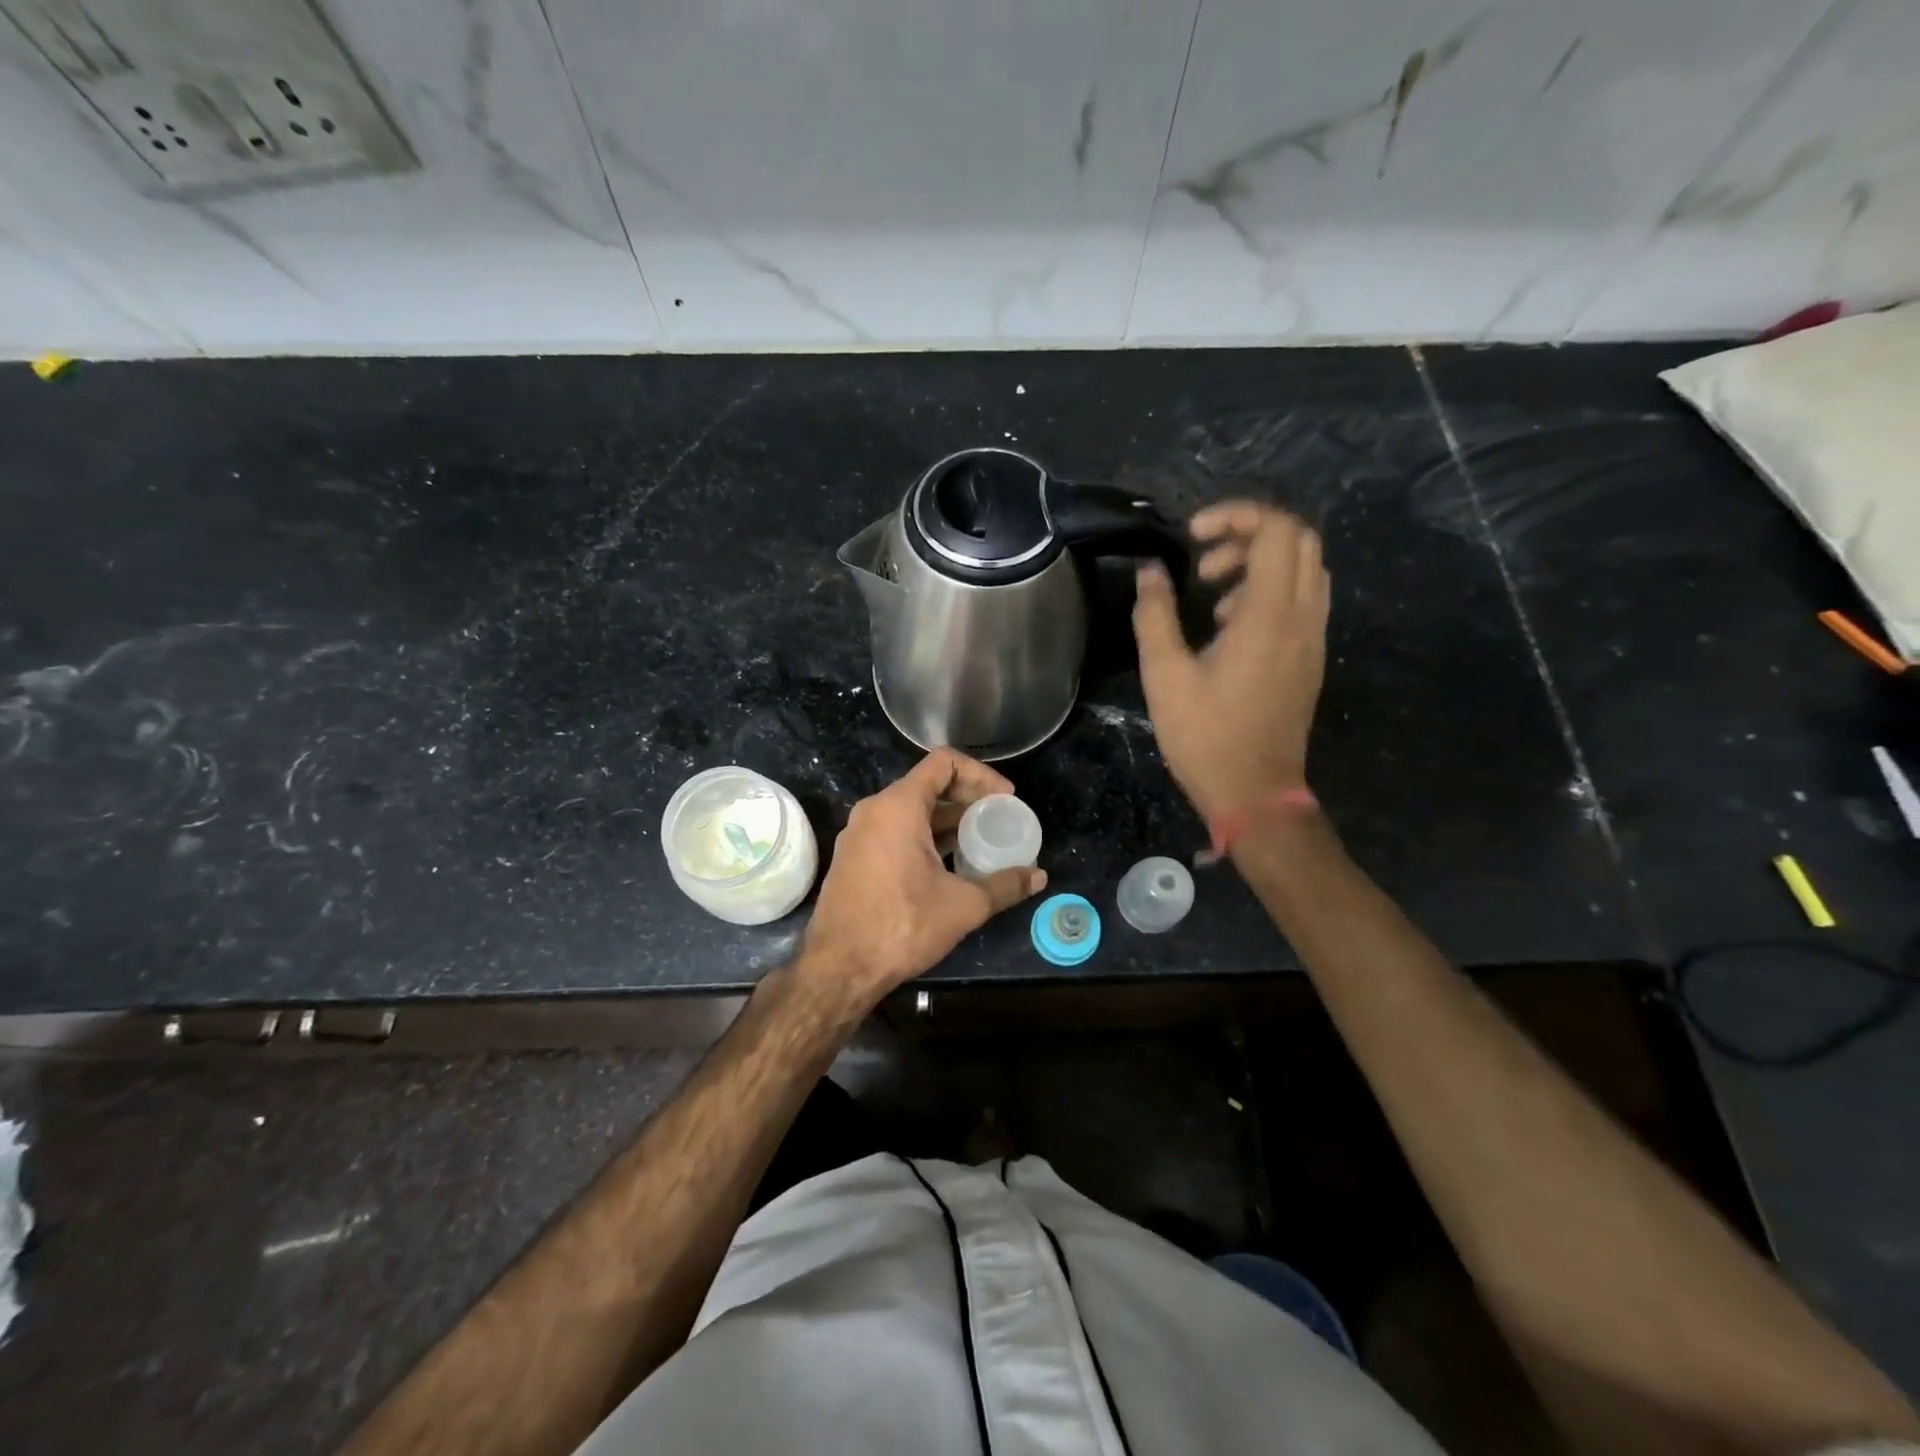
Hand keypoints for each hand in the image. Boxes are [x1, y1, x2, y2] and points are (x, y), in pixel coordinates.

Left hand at [800, 749, 1047, 1008]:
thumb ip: (1004, 885)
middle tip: (997, 821)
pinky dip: (924, 837)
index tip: (1003, 799)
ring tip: (978, 843)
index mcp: (898, 806)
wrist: (839, 968)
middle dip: (967, 799)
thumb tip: (1038, 877)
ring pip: (910, 811)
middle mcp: (874, 810)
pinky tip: (947, 866)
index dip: (981, 774)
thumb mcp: (963, 905)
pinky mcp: (853, 858)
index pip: (944, 763)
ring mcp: (859, 834)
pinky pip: (894, 831)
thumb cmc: (902, 926)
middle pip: (928, 785)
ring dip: (946, 821)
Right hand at [1132, 501, 1329, 821]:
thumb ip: (1155, 615)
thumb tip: (1150, 571)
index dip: (1234, 516)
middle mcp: (1302, 617)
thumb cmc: (1205, 736)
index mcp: (1269, 616)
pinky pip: (1304, 598)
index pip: (1275, 530)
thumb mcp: (1164, 676)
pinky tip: (1231, 626)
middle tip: (1204, 564)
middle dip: (1248, 535)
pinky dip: (1270, 590)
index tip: (1191, 537)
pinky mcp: (1310, 657)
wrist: (1256, 793)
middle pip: (1298, 539)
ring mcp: (1313, 638)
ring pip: (1306, 568)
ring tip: (1212, 597)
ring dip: (1260, 563)